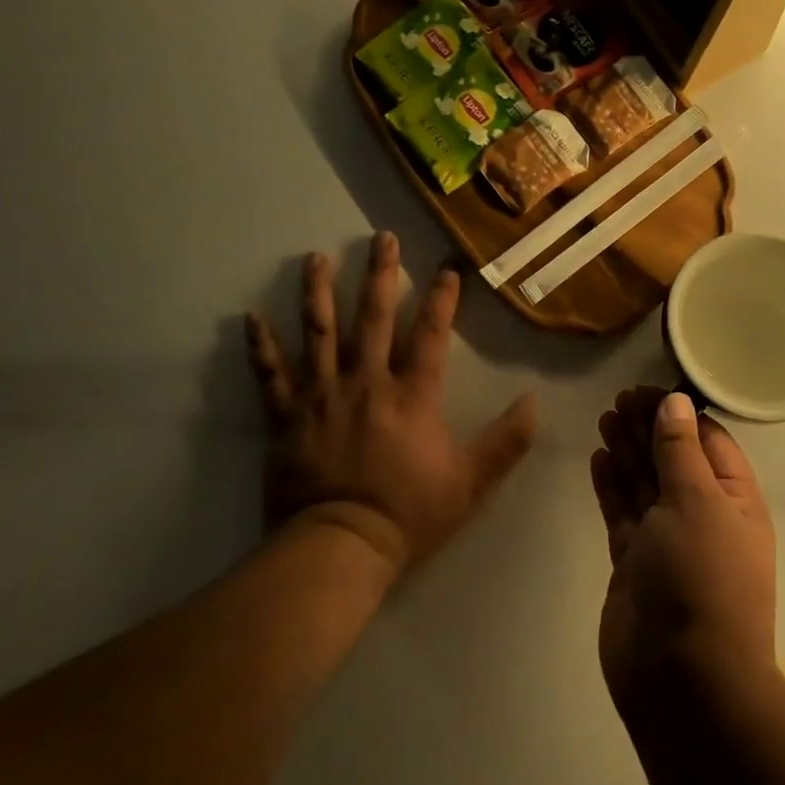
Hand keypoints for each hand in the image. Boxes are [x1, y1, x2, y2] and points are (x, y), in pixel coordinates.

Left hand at [246, 232, 536, 575]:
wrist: (340, 547)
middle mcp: (367, 382)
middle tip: (381, 238)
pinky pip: (271, 376)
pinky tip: (250, 318)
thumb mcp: (471, 482)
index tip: (447, 268)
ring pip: (320, 333)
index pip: (431, 334)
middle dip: (382, 275)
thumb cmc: (409, 513)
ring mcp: (323, 396)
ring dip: (319, 293)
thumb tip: (534, 401)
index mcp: (412, 394)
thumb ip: (506, 441)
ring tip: (316, 258)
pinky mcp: (287, 417)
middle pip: (374, 318)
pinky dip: (261, 347)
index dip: (442, 299)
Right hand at [590, 388, 776, 719]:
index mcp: (734, 501)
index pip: (709, 442)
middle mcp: (703, 517)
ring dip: (628, 451)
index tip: (645, 390)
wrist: (682, 682)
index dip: (678, 413)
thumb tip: (676, 403)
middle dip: (648, 428)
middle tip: (618, 400)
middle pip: (673, 459)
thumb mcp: (697, 502)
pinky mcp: (634, 562)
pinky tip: (599, 457)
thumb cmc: (702, 579)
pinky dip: (612, 484)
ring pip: (646, 483)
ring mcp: (667, 542)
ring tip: (605, 418)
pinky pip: (623, 512)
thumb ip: (680, 450)